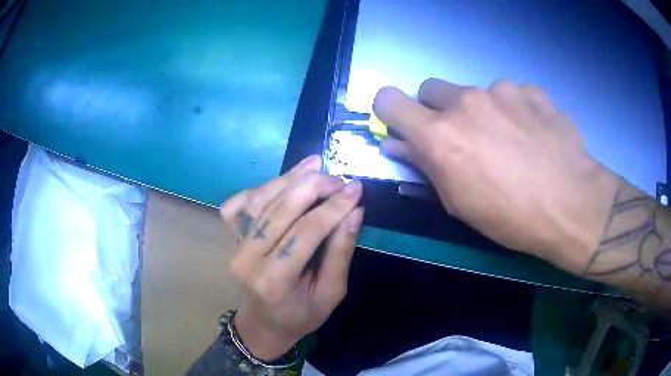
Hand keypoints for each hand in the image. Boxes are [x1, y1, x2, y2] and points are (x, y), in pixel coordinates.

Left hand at [219, 155, 362, 360]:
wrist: (261, 324)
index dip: (333, 207)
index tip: (355, 189)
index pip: (306, 232)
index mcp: (275, 281)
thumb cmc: (299, 316)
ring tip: (316, 165)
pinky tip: (283, 181)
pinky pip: (241, 203)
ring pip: (262, 200)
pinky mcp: (231, 238)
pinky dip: (261, 188)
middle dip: (313, 186)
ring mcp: (235, 245)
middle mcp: (248, 259)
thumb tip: (354, 212)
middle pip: (281, 209)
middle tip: (338, 179)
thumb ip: (340, 253)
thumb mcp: (331, 294)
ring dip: (290, 178)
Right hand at [373, 79, 618, 272]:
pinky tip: (533, 136)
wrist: (572, 205)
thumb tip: (398, 145)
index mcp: (440, 134)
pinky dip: (515, 110)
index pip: (389, 100)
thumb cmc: (511, 217)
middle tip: (462, 137)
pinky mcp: (531, 91)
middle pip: (430, 88)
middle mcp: (466, 101)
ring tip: (510, 142)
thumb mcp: (459, 203)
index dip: (391, 111)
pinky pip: (512, 95)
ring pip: (475, 92)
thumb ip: (424, 166)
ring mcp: (502, 91)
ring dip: (482, 111)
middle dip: (438, 110)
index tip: (406, 127)